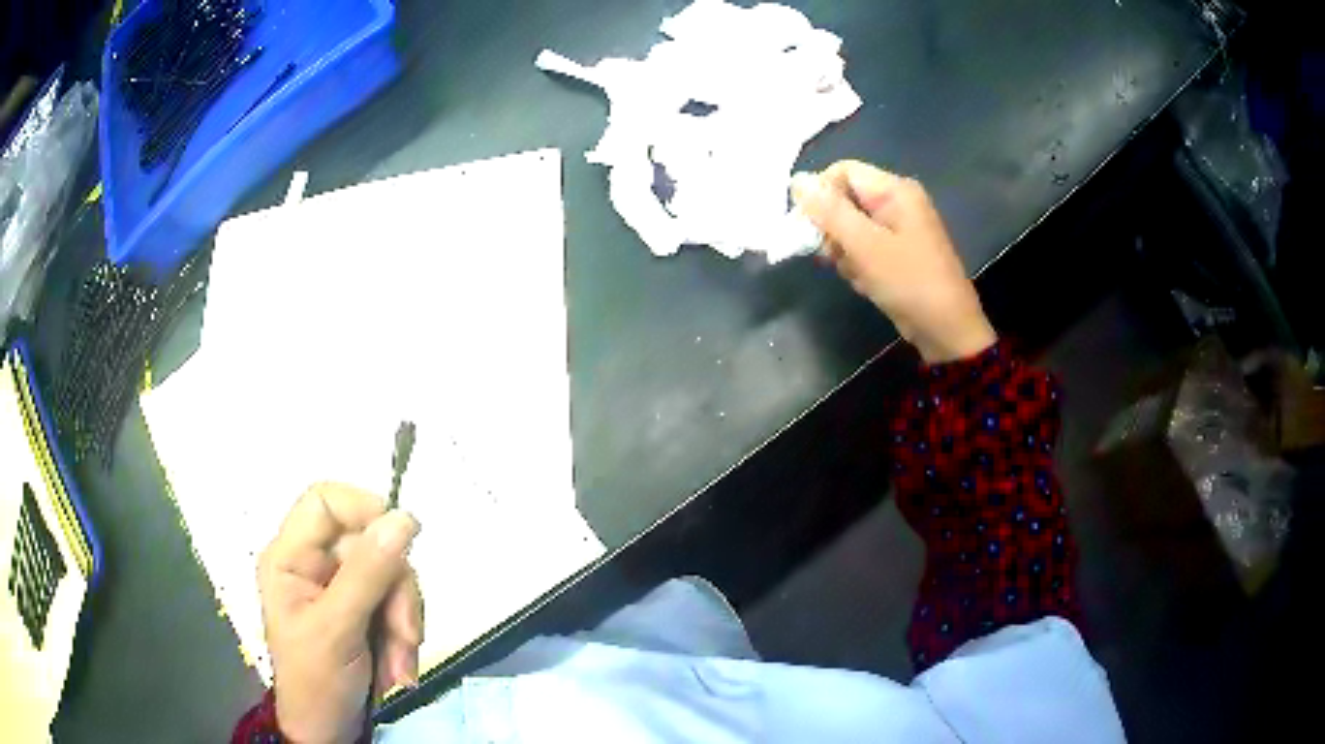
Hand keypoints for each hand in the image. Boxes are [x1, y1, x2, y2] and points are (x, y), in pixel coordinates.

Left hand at [258, 483, 422, 743]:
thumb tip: (403, 518)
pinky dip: (405, 635)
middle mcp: (315, 564)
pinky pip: (397, 604)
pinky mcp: (362, 612)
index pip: (325, 502)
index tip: (402, 539)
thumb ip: (367, 573)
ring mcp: (340, 589)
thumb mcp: (338, 628)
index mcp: (290, 557)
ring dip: (405, 620)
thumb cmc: (317, 681)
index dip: (364, 509)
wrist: (328, 732)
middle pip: (369, 544)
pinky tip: (399, 667)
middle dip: (396, 592)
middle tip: (405, 635)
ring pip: (391, 576)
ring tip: (400, 663)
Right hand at [791, 161, 996, 363]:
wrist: (948, 331)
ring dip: (844, 251)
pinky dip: (858, 265)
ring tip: (857, 274)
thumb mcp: (865, 246)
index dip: (820, 194)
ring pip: (851, 227)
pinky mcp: (898, 253)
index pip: (842, 171)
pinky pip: (864, 248)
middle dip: (832, 229)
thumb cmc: (910, 283)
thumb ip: (830, 211)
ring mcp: (899, 228)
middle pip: (845, 199)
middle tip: (832, 257)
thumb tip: (797, 179)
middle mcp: (897, 202)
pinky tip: (867, 284)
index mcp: (895, 190)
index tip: (807, 227)